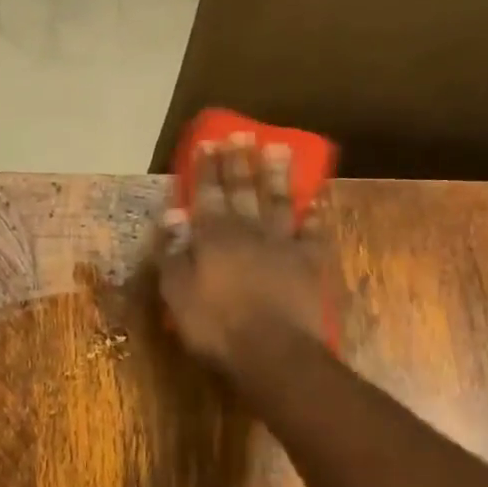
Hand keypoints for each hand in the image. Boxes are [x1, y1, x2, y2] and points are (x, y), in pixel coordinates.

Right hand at [157, 137, 329, 375]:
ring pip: (279, 201)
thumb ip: (172, 255)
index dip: (207, 169)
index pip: (207, 194)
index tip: (209, 142)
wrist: (273, 351)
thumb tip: (172, 218)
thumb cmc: (217, 327)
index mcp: (214, 237)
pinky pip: (312, 233)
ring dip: (277, 175)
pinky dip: (313, 215)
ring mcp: (283, 245)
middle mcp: (249, 231)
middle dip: (240, 162)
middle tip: (241, 135)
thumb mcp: (178, 295)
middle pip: (243, 190)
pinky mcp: (310, 263)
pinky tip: (314, 201)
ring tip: (278, 149)